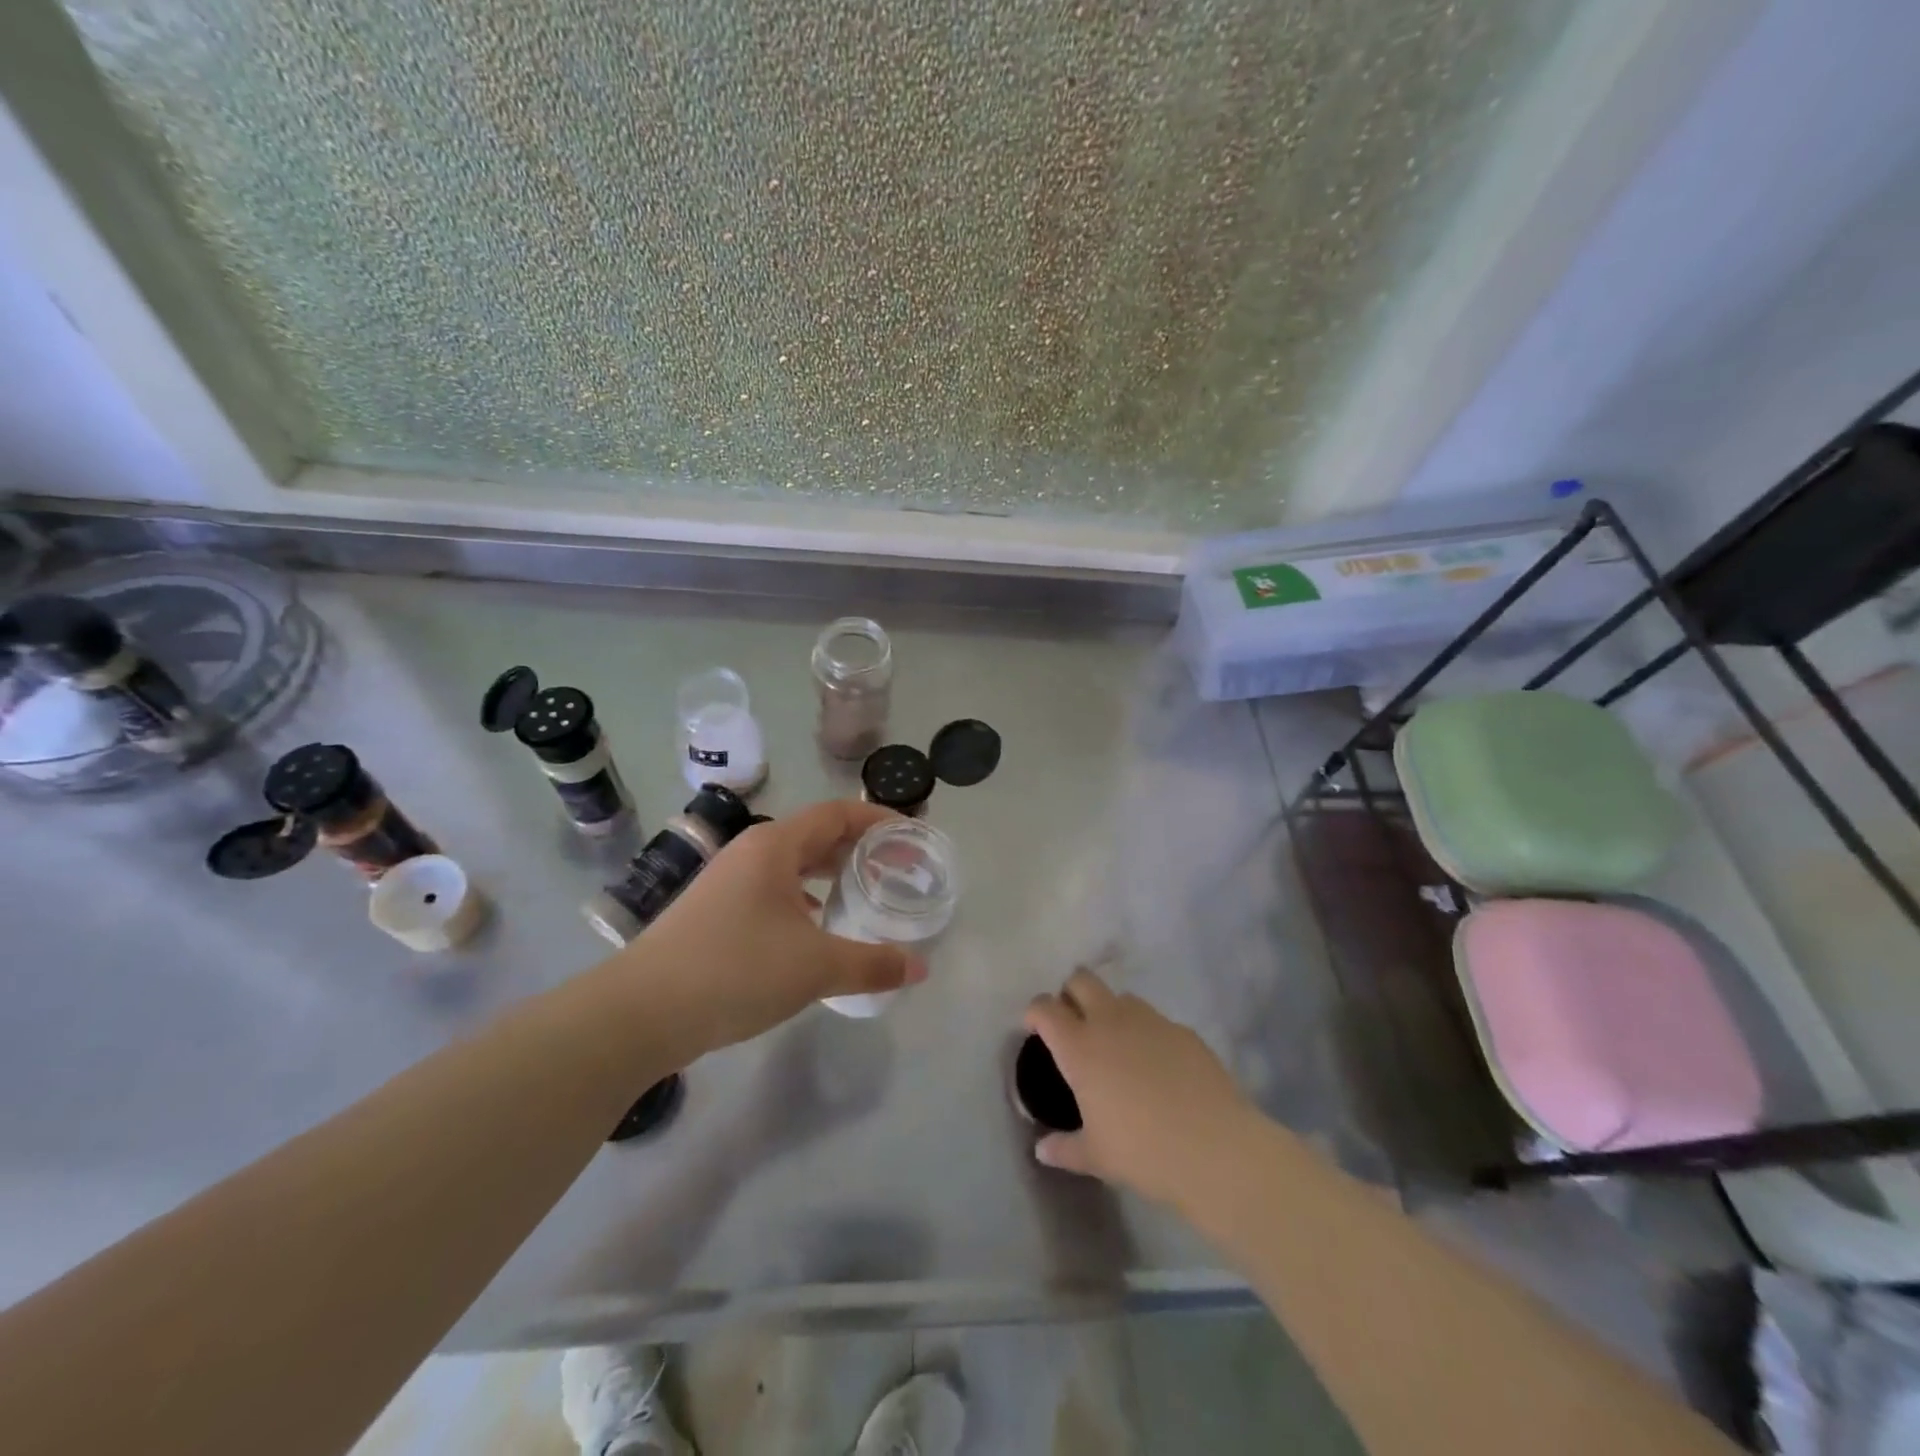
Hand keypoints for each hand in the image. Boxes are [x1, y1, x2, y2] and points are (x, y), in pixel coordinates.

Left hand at [632, 800, 926, 1054]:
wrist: (641, 1013)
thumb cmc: (736, 970)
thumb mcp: (815, 967)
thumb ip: (872, 964)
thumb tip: (920, 967)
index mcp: (774, 846)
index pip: (837, 813)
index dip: (877, 818)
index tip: (911, 835)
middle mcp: (751, 853)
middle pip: (815, 836)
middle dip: (858, 847)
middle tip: (896, 867)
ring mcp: (728, 882)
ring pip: (792, 866)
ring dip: (830, 874)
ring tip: (865, 893)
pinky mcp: (716, 913)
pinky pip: (773, 892)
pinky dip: (803, 900)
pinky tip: (817, 929)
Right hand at [1024, 969, 1258, 1208]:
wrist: (1215, 1148)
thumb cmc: (1143, 1151)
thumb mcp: (1096, 1157)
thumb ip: (1064, 1148)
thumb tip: (1043, 1149)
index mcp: (1079, 1046)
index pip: (1045, 1007)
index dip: (1035, 1013)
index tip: (1035, 1029)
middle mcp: (1110, 1020)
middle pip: (1081, 980)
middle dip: (1071, 994)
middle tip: (1073, 1026)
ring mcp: (1150, 1020)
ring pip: (1120, 996)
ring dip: (1110, 1010)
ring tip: (1117, 1047)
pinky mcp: (1183, 1030)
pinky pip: (1155, 1020)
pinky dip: (1146, 1033)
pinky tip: (1157, 1067)